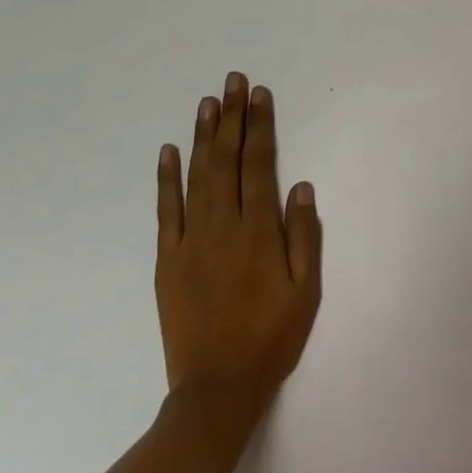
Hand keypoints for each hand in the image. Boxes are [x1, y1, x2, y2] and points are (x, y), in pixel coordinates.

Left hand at [156, 73, 321, 421]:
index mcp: (258, 232)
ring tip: (207, 102)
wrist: (215, 391)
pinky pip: (166, 212)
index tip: (259, 95)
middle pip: (226, 160)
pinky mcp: (168, 260)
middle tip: (232, 81)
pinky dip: (166, 179)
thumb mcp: (305, 291)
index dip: (260, 126)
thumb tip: (301, 186)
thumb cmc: (270, 338)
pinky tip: (168, 152)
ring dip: (202, 137)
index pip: (259, 165)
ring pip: (196, 177)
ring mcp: (191, 242)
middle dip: (231, 117)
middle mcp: (223, 227)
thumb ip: (304, 236)